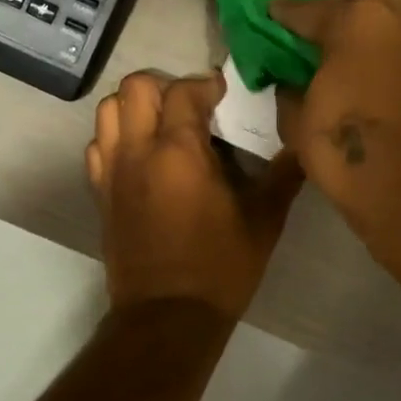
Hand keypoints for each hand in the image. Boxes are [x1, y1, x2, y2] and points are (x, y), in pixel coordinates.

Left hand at [86, 70, 304, 321]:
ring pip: (108, 111)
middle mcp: (137, 152)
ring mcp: (112, 172)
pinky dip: (115, 138)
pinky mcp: (100, 193)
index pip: (183, 91)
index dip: (205, 84)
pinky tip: (140, 156)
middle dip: (163, 85)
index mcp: (178, 152)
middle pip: (134, 87)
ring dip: (134, 107)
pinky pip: (97, 146)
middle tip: (190, 106)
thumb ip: (282, 176)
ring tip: (162, 125)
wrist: (167, 317)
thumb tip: (302, 144)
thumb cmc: (219, 267)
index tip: (223, 92)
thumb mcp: (262, 221)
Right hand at [272, 0, 400, 244]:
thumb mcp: (299, 126)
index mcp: (355, 26)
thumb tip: (291, 83)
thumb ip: (291, 92)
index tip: (276, 8)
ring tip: (370, 51)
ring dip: (386, 18)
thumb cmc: (350, 156)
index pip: (310, 6)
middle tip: (333, 21)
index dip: (286, 7)